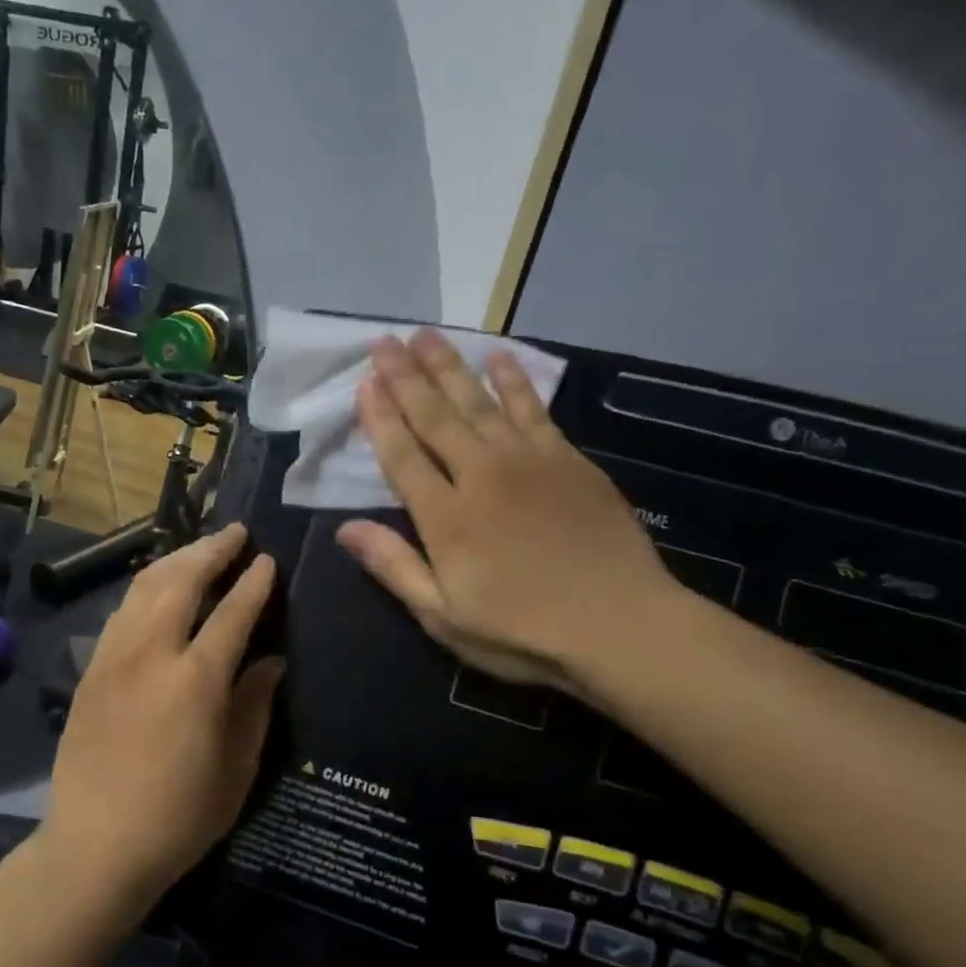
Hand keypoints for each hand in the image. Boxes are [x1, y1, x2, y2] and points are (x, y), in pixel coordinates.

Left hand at [44, 523, 284, 905]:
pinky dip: (147, 588)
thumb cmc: (178, 817)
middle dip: (211, 550)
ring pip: (144, 587)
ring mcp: (113, 658)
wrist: (95, 846)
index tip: (268, 560)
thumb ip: (254, 705)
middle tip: (236, 533)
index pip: (232, 613)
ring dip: (176, 560)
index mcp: (195, 680)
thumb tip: (271, 660)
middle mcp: (151, 654)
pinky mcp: (90, 670)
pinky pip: (122, 611)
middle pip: (181, 580)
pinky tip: (159, 589)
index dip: (253, 583)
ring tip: (200, 549)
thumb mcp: (236, 769)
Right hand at [336, 330, 678, 697]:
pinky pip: (533, 408)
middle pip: (436, 416)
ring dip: (450, 366)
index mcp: (446, 517)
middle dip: (406, 377)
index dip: (380, 418)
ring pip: (480, 402)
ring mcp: (529, 461)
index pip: (402, 455)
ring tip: (426, 335)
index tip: (364, 382)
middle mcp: (481, 475)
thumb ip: (395, 566)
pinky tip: (499, 358)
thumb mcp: (443, 616)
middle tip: (384, 340)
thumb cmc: (522, 631)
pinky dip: (514, 381)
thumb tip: (345, 529)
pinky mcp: (568, 460)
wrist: (620, 626)